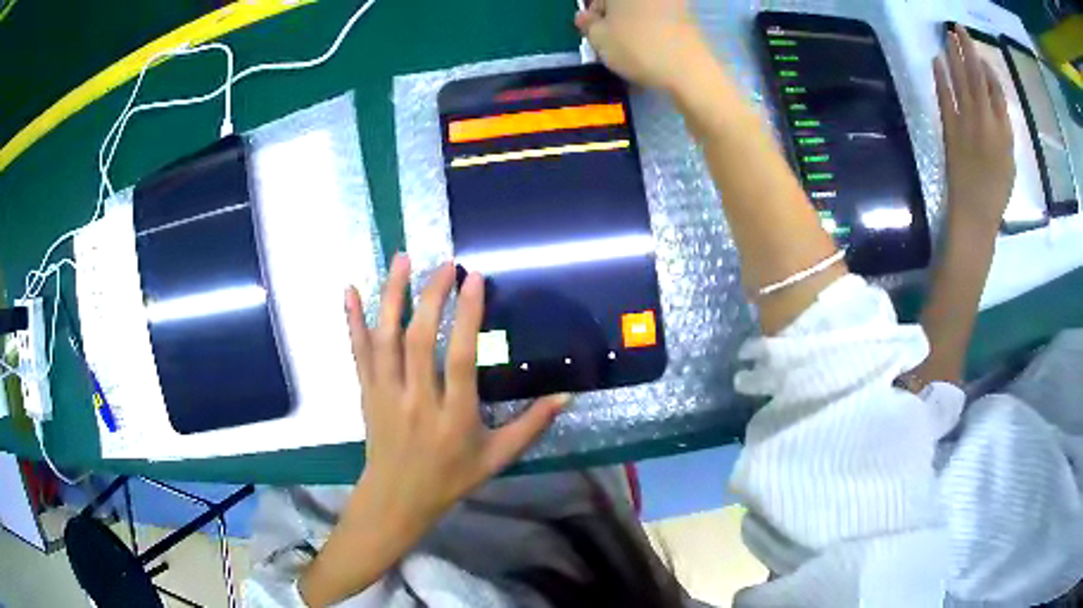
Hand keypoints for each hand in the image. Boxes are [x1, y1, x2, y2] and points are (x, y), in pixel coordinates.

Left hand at [345, 254, 568, 529]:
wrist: (397, 498)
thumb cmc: (451, 478)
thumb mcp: (498, 457)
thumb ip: (532, 425)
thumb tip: (567, 395)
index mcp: (453, 417)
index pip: (460, 359)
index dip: (467, 317)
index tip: (474, 279)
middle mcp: (416, 400)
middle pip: (419, 341)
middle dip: (431, 296)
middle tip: (445, 265)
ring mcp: (386, 394)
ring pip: (385, 339)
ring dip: (392, 296)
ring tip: (402, 259)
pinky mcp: (367, 392)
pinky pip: (359, 352)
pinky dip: (353, 319)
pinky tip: (350, 289)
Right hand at [575, 0, 709, 92]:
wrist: (689, 70)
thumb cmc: (637, 48)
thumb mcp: (599, 38)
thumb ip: (588, 24)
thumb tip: (585, 17)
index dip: (593, 12)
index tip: (592, 29)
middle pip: (623, 3)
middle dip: (613, 15)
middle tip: (609, 37)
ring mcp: (673, 2)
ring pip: (642, 9)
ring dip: (632, 21)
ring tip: (628, 44)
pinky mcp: (688, 16)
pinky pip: (660, 17)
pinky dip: (650, 27)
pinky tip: (649, 45)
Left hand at [935, 25, 1014, 232]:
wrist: (974, 214)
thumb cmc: (996, 192)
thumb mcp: (1009, 160)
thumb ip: (1003, 128)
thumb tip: (992, 98)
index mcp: (1005, 132)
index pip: (996, 90)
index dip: (987, 68)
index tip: (978, 53)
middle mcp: (987, 122)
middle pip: (976, 77)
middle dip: (967, 49)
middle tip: (958, 28)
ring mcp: (967, 123)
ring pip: (961, 81)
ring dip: (954, 55)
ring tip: (948, 35)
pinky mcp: (950, 129)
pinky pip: (944, 96)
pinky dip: (940, 77)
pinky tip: (936, 60)